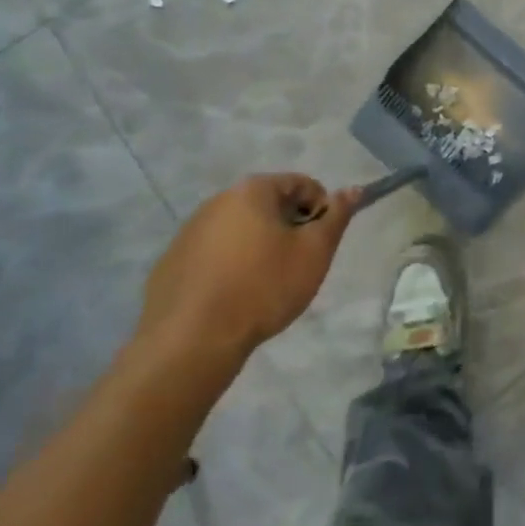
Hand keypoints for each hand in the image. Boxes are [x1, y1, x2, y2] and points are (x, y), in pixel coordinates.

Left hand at [136, 174, 361, 373]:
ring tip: (267, 282)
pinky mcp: (171, 263)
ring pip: (240, 229)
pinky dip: (231, 264)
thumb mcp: (314, 252)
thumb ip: (337, 216)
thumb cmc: (263, 287)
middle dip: (290, 226)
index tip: (322, 241)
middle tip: (299, 262)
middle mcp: (217, 201)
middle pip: (268, 204)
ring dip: (260, 245)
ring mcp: (189, 232)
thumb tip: (353, 190)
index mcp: (252, 191)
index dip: (321, 208)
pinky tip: (235, 295)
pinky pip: (214, 253)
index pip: (301, 183)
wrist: (191, 341)